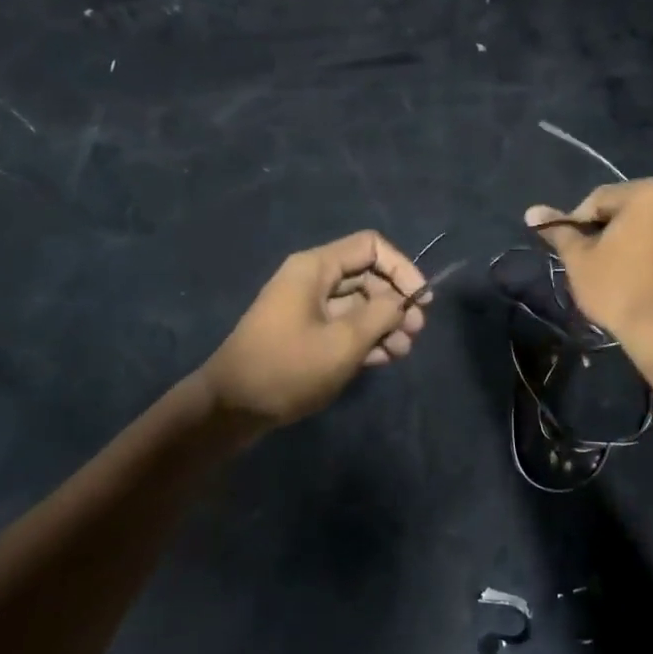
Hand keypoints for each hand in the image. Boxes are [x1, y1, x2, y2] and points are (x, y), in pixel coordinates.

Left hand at [201, 230, 428, 427]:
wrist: (231, 407)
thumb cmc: (287, 368)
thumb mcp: (343, 342)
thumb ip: (380, 315)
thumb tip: (402, 301)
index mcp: (315, 267)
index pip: (371, 247)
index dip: (402, 268)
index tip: (422, 300)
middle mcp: (312, 279)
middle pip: (367, 275)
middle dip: (396, 301)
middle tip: (415, 332)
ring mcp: (307, 307)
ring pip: (358, 303)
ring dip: (384, 323)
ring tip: (403, 352)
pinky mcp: (305, 333)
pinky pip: (343, 325)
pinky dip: (365, 337)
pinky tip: (383, 359)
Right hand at [526, 180, 652, 341]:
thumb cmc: (617, 288)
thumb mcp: (579, 259)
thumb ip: (559, 231)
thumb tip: (532, 213)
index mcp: (650, 195)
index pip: (600, 199)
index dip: (579, 222)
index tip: (572, 248)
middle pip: (633, 213)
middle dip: (612, 232)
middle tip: (595, 262)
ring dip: (640, 245)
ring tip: (623, 275)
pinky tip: (649, 286)